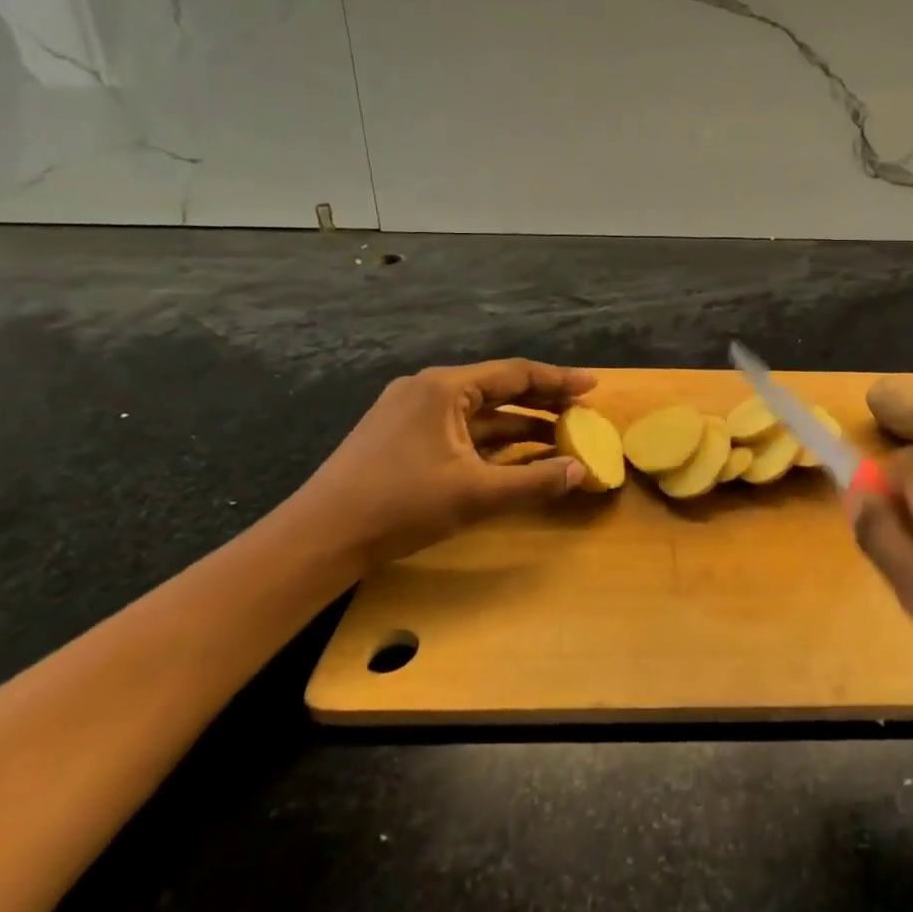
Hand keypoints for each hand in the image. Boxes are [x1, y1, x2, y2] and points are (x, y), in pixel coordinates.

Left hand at [296, 358, 596, 566]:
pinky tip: (514, 456)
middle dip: (542, 402)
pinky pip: (460, 429)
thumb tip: (582, 471)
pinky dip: (491, 440)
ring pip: (479, 412)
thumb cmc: (400, 505)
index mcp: (445, 388)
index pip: (516, 374)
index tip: (593, 386)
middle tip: (581, 413)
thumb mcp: (476, 495)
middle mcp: (428, 389)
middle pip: (499, 389)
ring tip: (559, 437)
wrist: (319, 537)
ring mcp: (411, 413)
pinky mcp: (401, 437)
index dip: (559, 381)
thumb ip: (535, 481)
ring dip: (518, 424)